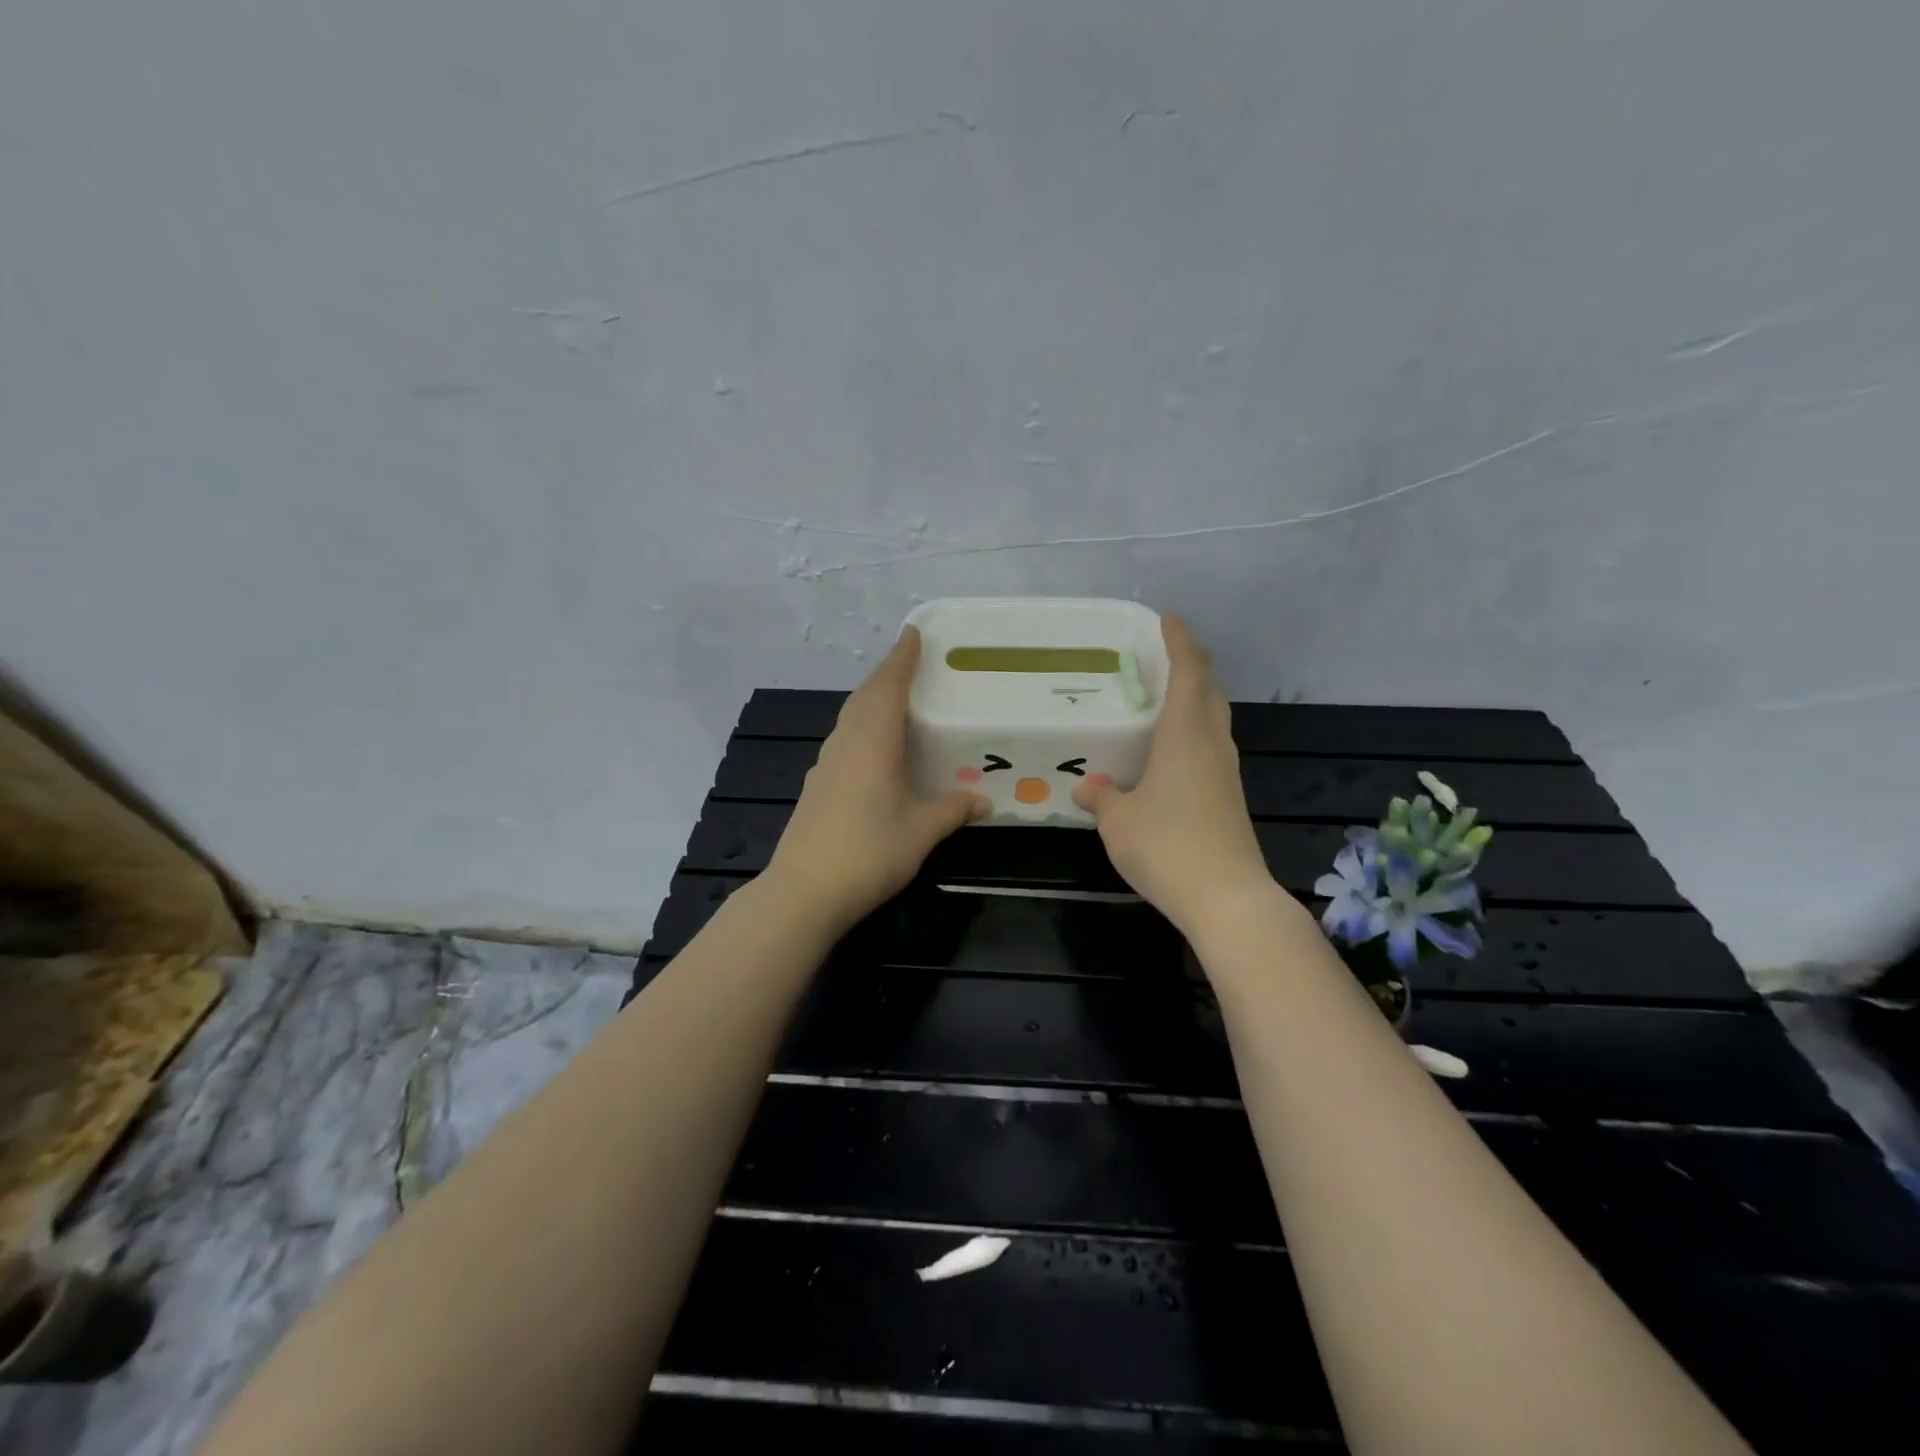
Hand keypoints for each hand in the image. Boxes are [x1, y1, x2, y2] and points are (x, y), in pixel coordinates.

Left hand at [764, 627, 987, 933]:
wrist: (803, 892)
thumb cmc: (869, 853)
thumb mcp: (921, 832)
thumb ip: (953, 810)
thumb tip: (984, 801)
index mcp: (872, 743)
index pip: (887, 687)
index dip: (901, 658)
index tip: (913, 632)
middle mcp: (846, 744)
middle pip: (865, 697)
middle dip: (887, 674)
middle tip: (912, 661)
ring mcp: (826, 765)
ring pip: (851, 718)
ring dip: (872, 700)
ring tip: (897, 698)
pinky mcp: (817, 786)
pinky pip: (844, 740)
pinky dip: (862, 727)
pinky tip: (874, 748)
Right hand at [1073, 617, 1274, 935]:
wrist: (1227, 898)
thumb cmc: (1167, 846)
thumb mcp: (1118, 820)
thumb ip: (1101, 797)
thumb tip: (1087, 788)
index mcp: (1185, 734)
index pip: (1189, 671)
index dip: (1180, 641)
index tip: (1167, 619)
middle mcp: (1212, 744)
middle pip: (1209, 690)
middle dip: (1191, 665)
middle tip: (1163, 656)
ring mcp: (1226, 772)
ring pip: (1214, 719)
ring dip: (1195, 699)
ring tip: (1164, 698)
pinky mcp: (1229, 798)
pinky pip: (1211, 747)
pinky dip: (1194, 732)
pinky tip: (1171, 752)